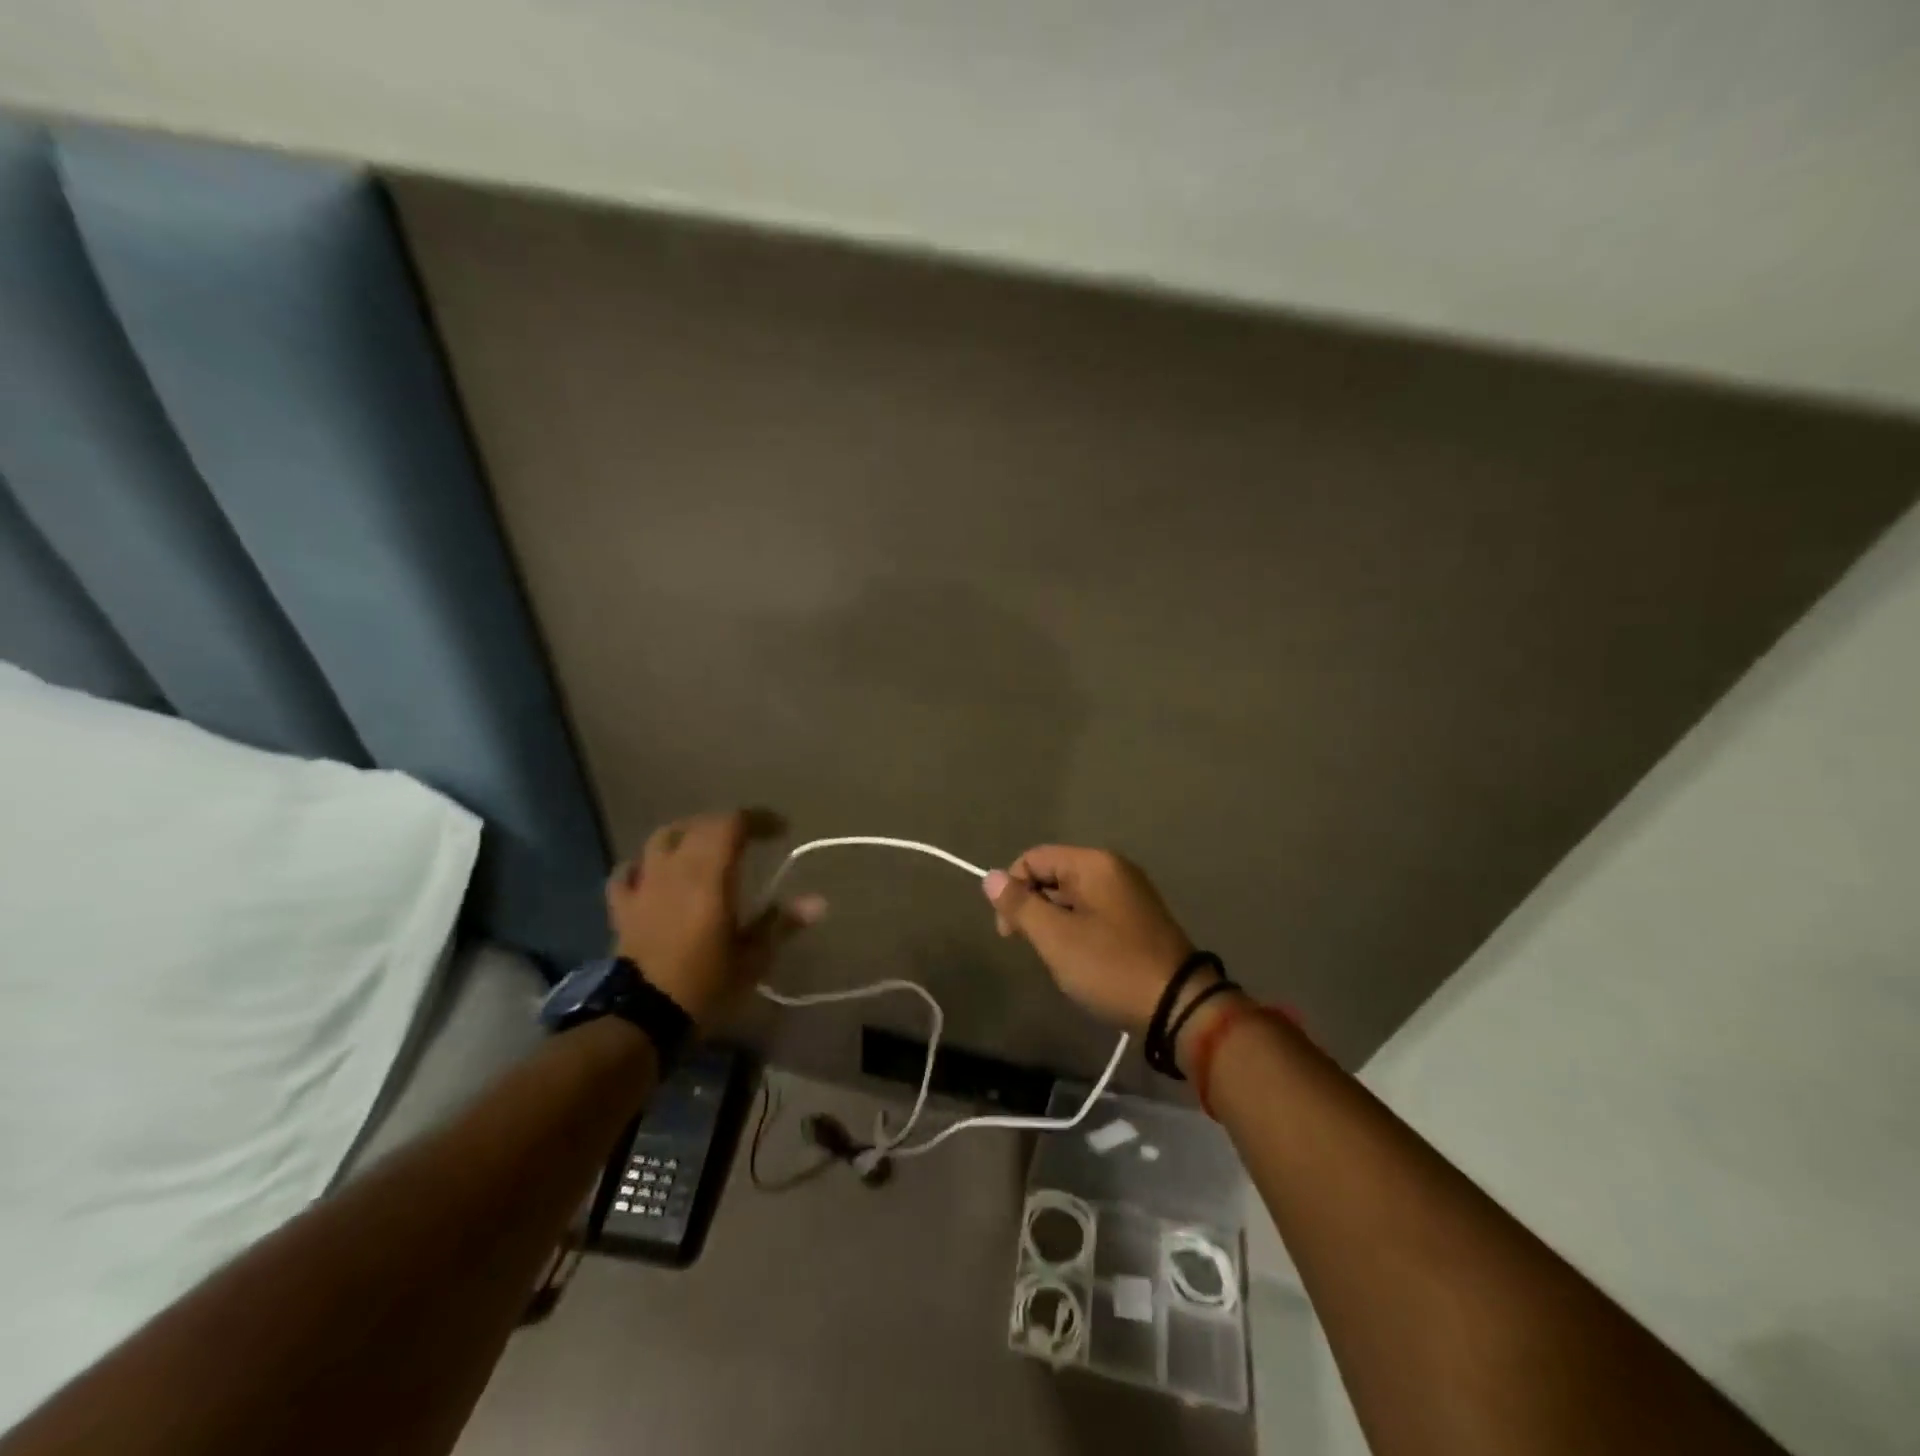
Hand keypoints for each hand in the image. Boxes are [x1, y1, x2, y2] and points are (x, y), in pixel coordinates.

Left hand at [607, 809, 825, 1029]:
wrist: (641, 1018)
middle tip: (750, 839)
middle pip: (700, 826)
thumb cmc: (705, 984)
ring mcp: (645, 886)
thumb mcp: (753, 958)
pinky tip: (653, 873)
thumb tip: (819, 902)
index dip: (759, 819)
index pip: (733, 824)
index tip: (780, 830)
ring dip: (687, 834)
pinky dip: (643, 865)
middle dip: (728, 825)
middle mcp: (676, 869)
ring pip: (662, 839)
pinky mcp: (623, 908)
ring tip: (704, 846)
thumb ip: (781, 923)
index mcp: (710, 875)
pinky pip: (627, 873)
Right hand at [982, 846, 1197, 1032]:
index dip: (1013, 889)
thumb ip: (1020, 905)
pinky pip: (1094, 911)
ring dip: (1055, 922)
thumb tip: (990, 877)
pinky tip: (1081, 959)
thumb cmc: (1111, 966)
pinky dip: (1078, 929)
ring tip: (1059, 958)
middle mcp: (1114, 868)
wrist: (1178, 1006)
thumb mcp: (1056, 938)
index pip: (1034, 858)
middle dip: (1034, 908)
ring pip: (1072, 896)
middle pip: (1054, 874)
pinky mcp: (1138, 918)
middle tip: (1034, 948)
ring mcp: (1130, 893)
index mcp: (1094, 863)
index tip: (1009, 932)